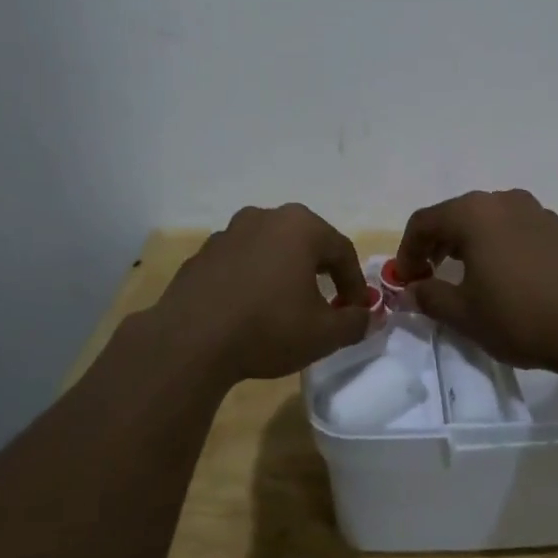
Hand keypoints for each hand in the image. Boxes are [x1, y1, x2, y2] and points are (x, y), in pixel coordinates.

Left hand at [147, 204, 370, 385]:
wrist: (190, 341)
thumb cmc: (268, 328)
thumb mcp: (324, 334)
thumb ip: (354, 322)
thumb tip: (367, 317)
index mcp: (299, 226)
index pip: (341, 250)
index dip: (355, 282)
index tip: (357, 311)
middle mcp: (264, 217)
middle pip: (305, 241)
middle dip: (320, 270)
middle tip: (327, 302)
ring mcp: (228, 233)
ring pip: (269, 249)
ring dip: (283, 271)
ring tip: (285, 304)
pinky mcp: (202, 254)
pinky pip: (240, 262)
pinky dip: (252, 278)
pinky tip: (249, 309)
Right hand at [394, 189, 557, 379]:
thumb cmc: (521, 318)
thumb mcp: (464, 314)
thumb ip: (428, 296)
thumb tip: (411, 290)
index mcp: (473, 214)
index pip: (423, 222)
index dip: (406, 251)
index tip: (404, 281)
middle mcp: (502, 200)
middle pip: (454, 215)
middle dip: (434, 245)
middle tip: (427, 277)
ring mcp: (534, 210)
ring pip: (485, 220)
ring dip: (465, 244)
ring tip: (464, 276)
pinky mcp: (557, 226)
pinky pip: (512, 228)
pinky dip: (495, 245)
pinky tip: (503, 276)